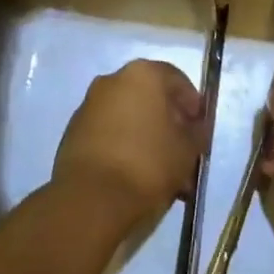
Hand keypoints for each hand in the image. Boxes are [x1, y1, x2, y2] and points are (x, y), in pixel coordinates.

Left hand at [52, 58, 203, 225]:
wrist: (91, 199)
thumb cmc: (148, 164)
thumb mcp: (188, 149)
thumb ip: (197, 131)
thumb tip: (195, 126)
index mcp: (143, 74)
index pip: (177, 80)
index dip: (193, 104)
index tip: (200, 129)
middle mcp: (112, 80)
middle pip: (150, 97)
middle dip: (168, 122)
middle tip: (182, 149)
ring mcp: (89, 105)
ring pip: (128, 116)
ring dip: (146, 136)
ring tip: (160, 170)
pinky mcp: (73, 131)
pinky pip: (108, 132)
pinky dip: (124, 145)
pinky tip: (135, 174)